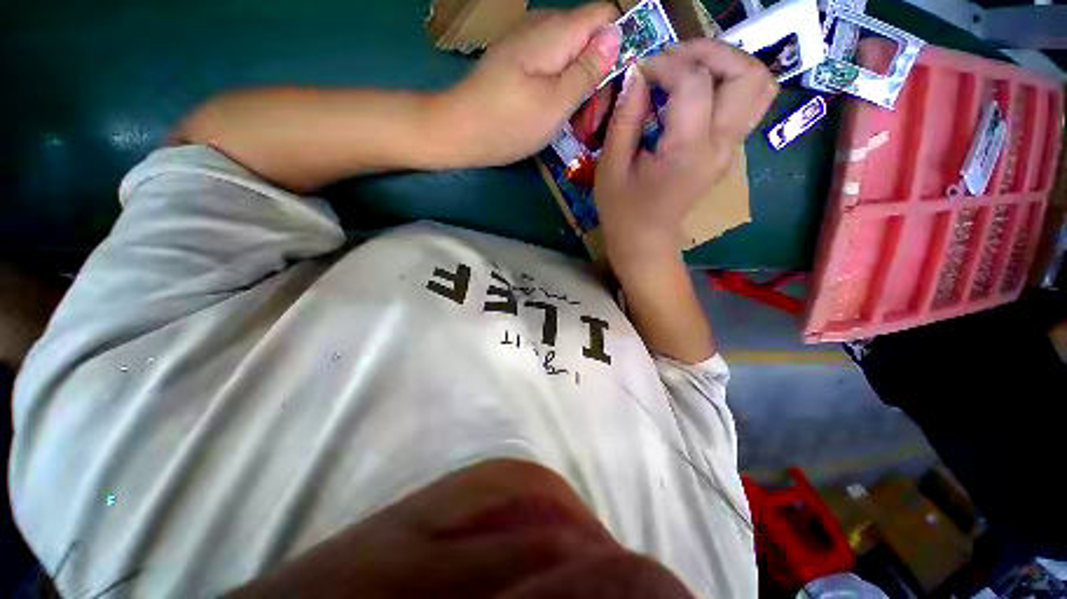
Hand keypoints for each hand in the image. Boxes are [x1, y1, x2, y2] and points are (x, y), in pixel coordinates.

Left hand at [438, 3, 621, 166]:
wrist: (458, 131)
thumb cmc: (508, 123)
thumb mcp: (556, 103)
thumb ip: (588, 69)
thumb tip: (616, 36)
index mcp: (556, 32)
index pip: (606, 14)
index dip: (622, 44)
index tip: (619, 85)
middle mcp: (542, 27)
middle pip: (589, 37)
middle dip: (599, 75)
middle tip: (593, 120)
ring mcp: (526, 44)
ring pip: (571, 54)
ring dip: (581, 87)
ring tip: (577, 124)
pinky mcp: (517, 61)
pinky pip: (551, 66)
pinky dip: (561, 88)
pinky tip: (557, 114)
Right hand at [594, 39, 777, 268]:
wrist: (645, 242)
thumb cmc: (623, 211)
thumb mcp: (611, 168)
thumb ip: (624, 119)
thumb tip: (637, 74)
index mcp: (687, 153)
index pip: (694, 84)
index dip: (666, 64)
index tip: (640, 71)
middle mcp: (721, 147)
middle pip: (746, 74)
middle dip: (710, 52)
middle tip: (673, 58)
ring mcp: (731, 149)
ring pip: (758, 84)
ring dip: (727, 64)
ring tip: (689, 69)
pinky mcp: (729, 150)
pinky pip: (747, 102)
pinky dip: (728, 82)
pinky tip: (696, 90)